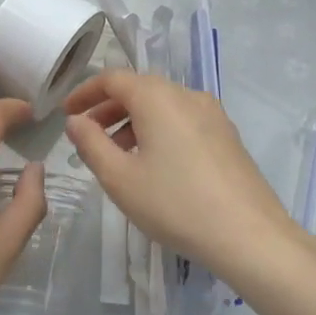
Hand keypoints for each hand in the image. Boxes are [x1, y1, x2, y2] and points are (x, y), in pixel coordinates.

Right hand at [63, 70, 295, 284]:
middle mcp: (186, 94)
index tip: (65, 114)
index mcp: (157, 97)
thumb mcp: (120, 178)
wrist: (250, 236)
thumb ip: (90, 144)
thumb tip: (75, 120)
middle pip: (139, 89)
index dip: (84, 93)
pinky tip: (154, 165)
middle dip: (108, 108)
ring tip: (117, 156)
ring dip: (133, 122)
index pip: (112, 78)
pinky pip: (182, 120)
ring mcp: (212, 113)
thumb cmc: (176, 204)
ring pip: (162, 106)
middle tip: (86, 136)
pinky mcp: (227, 135)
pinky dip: (159, 131)